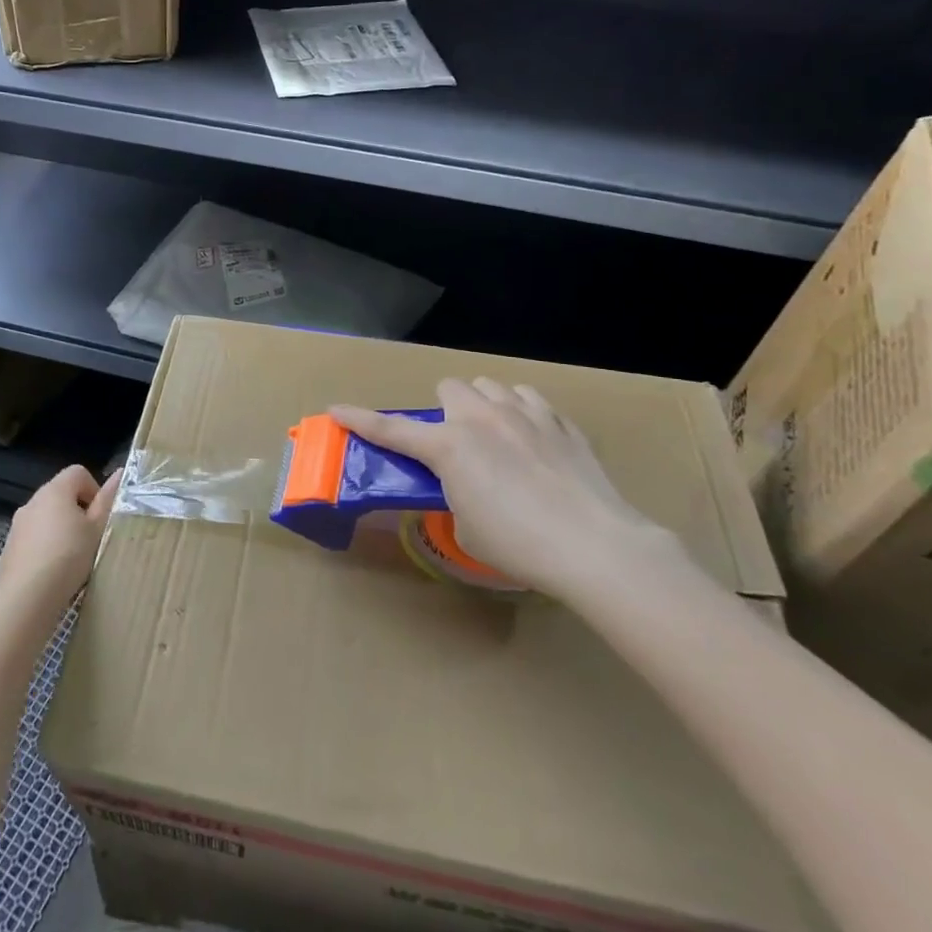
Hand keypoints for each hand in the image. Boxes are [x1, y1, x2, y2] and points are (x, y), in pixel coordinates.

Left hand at [0, 464, 117, 614]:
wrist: (24, 598)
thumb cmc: (68, 557)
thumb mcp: (96, 529)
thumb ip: (107, 501)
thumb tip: (119, 473)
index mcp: (55, 490)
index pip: (78, 472)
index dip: (94, 490)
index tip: (100, 518)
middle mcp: (33, 500)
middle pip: (61, 494)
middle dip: (79, 512)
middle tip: (90, 539)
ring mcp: (18, 524)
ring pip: (47, 517)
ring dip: (62, 530)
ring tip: (73, 559)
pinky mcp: (10, 547)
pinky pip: (34, 538)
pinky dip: (46, 546)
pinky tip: (53, 572)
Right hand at [331, 379, 685, 600]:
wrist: (595, 546)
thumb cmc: (519, 545)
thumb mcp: (467, 527)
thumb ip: (455, 494)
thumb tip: (464, 486)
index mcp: (449, 446)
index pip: (391, 430)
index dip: (360, 419)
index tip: (336, 410)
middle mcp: (481, 418)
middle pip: (449, 387)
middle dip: (445, 410)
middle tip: (455, 444)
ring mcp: (524, 414)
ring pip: (490, 385)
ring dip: (482, 404)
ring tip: (495, 435)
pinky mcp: (560, 422)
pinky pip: (529, 398)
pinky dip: (520, 411)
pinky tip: (532, 439)